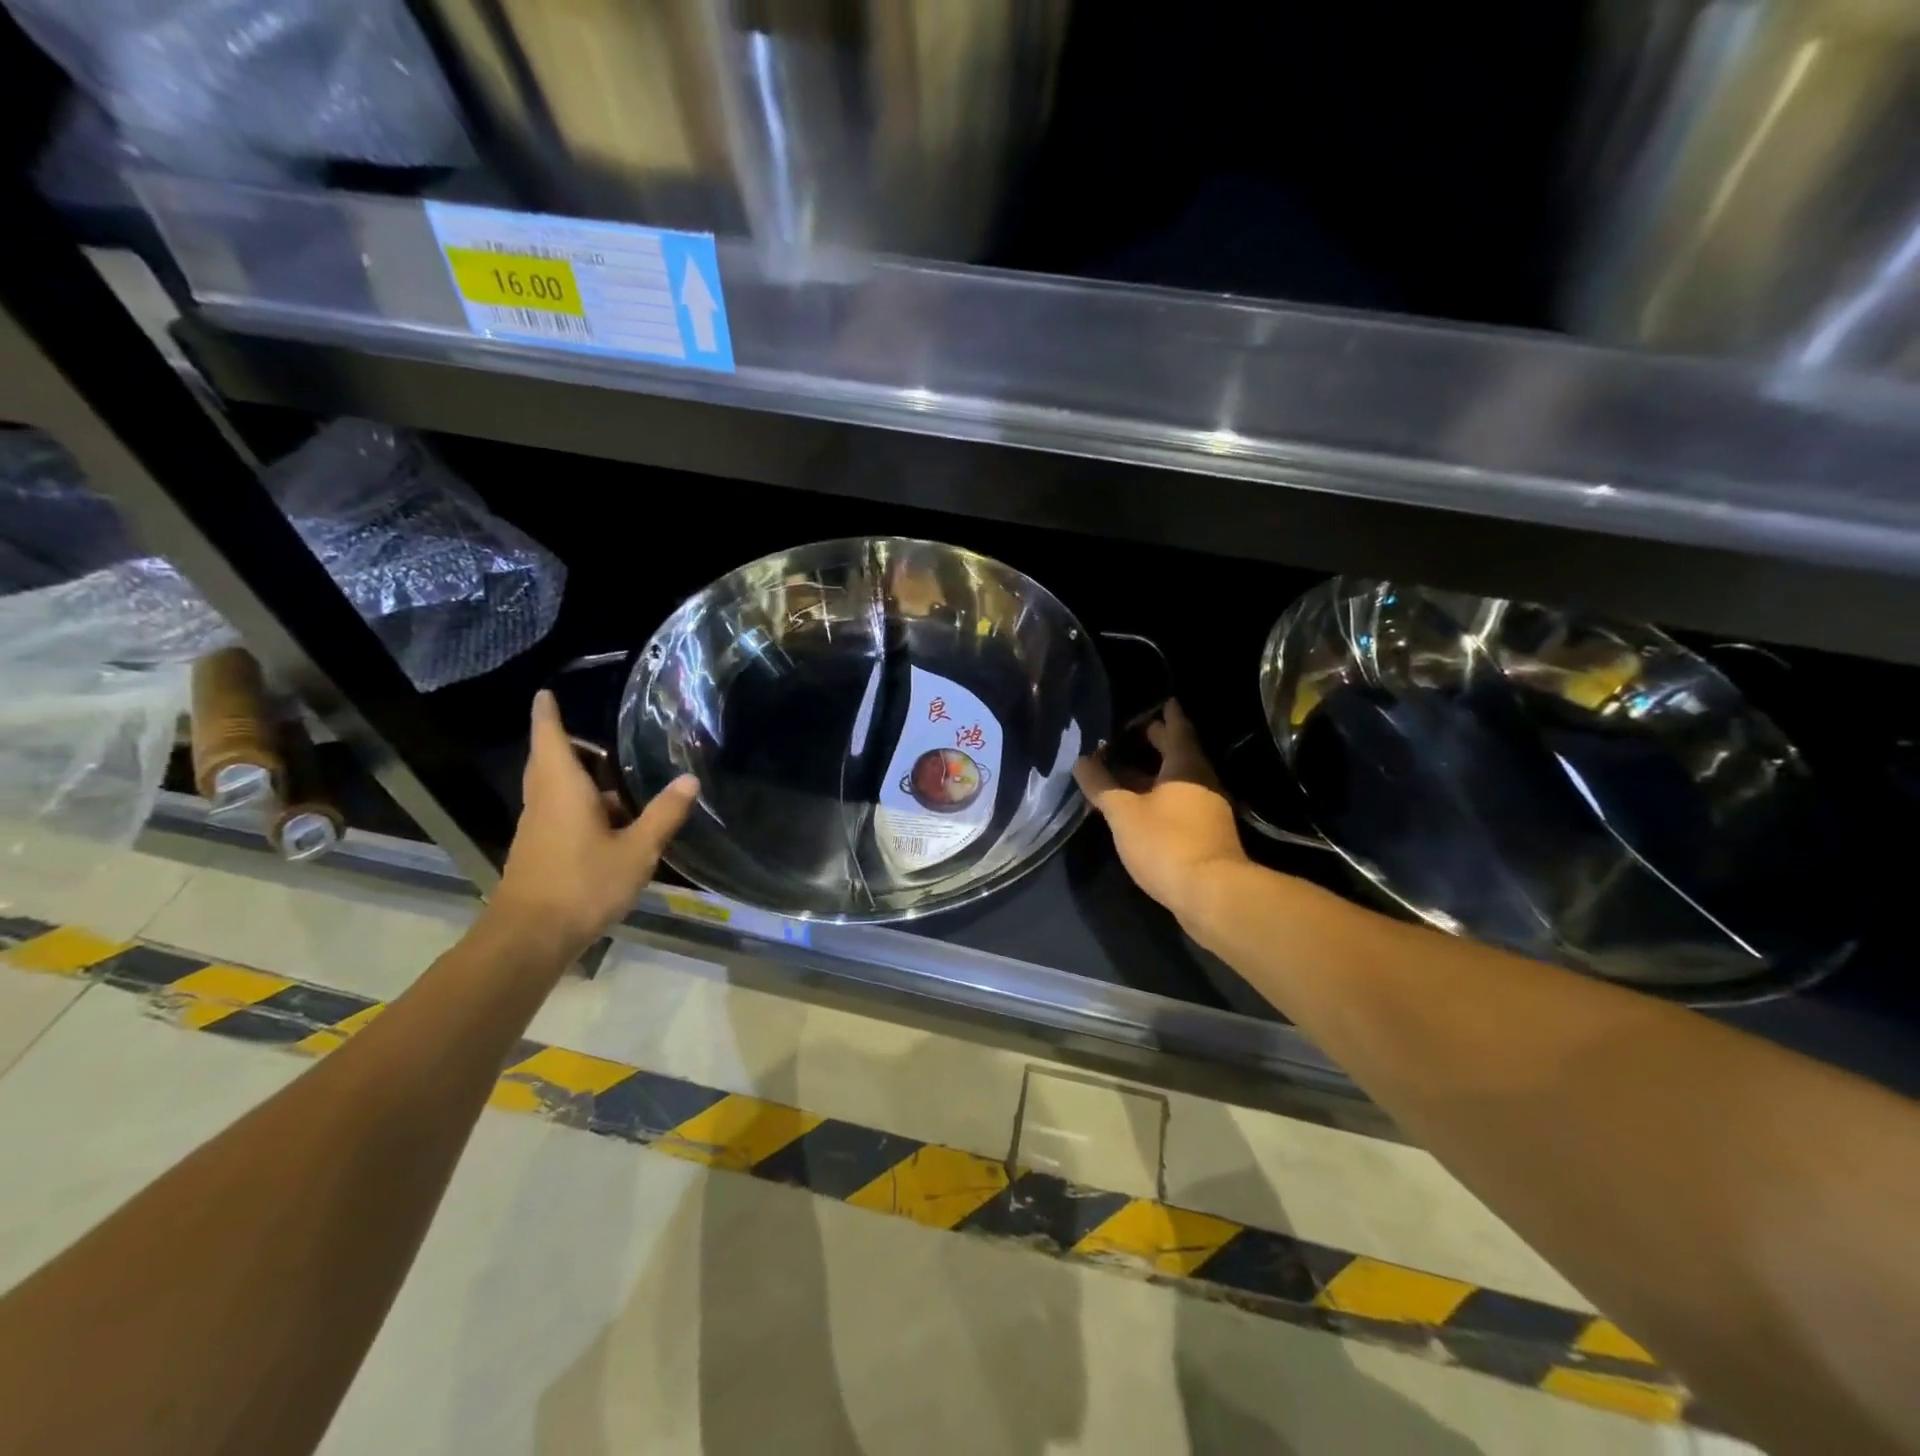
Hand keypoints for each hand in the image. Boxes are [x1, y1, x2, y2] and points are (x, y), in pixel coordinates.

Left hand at [489, 691, 698, 959]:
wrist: (531, 937)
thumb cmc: (583, 883)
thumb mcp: (637, 850)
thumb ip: (663, 814)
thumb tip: (689, 779)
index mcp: (563, 788)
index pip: (549, 737)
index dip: (547, 713)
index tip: (545, 692)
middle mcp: (544, 800)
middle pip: (549, 760)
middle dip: (569, 745)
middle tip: (603, 742)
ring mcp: (538, 827)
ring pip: (554, 788)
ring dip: (580, 779)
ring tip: (619, 782)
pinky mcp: (538, 849)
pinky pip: (558, 811)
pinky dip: (580, 805)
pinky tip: (612, 824)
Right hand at [1073, 700, 1249, 925]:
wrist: (1211, 893)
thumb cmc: (1166, 842)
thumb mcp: (1123, 812)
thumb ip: (1101, 785)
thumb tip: (1081, 759)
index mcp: (1185, 767)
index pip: (1177, 730)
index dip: (1168, 715)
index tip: (1163, 700)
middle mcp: (1202, 782)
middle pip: (1180, 755)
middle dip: (1159, 742)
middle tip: (1138, 730)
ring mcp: (1207, 810)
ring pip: (1178, 781)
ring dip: (1156, 773)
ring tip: (1129, 769)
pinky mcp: (1205, 836)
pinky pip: (1179, 804)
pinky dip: (1159, 797)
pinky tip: (1141, 805)